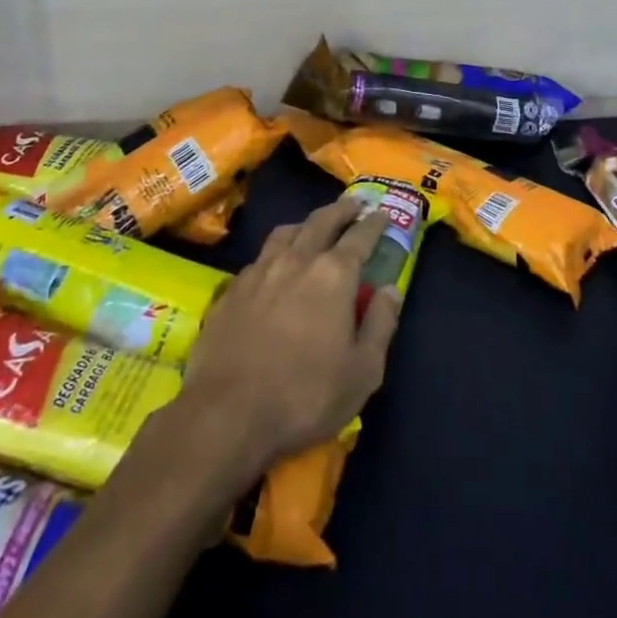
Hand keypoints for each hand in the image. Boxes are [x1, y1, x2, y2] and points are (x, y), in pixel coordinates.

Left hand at [176, 196, 401, 486]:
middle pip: (322, 221)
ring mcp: (260, 271)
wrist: (226, 413)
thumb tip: (390, 289)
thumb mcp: (362, 371)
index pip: (360, 237)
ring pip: (286, 232)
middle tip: (354, 204)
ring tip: (313, 225)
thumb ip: (381, 324)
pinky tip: (274, 265)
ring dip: (306, 223)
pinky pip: (260, 257)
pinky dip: (275, 251)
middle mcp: (298, 260)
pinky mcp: (232, 289)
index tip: (382, 213)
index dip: (374, 223)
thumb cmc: (304, 395)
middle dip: (341, 210)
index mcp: (334, 274)